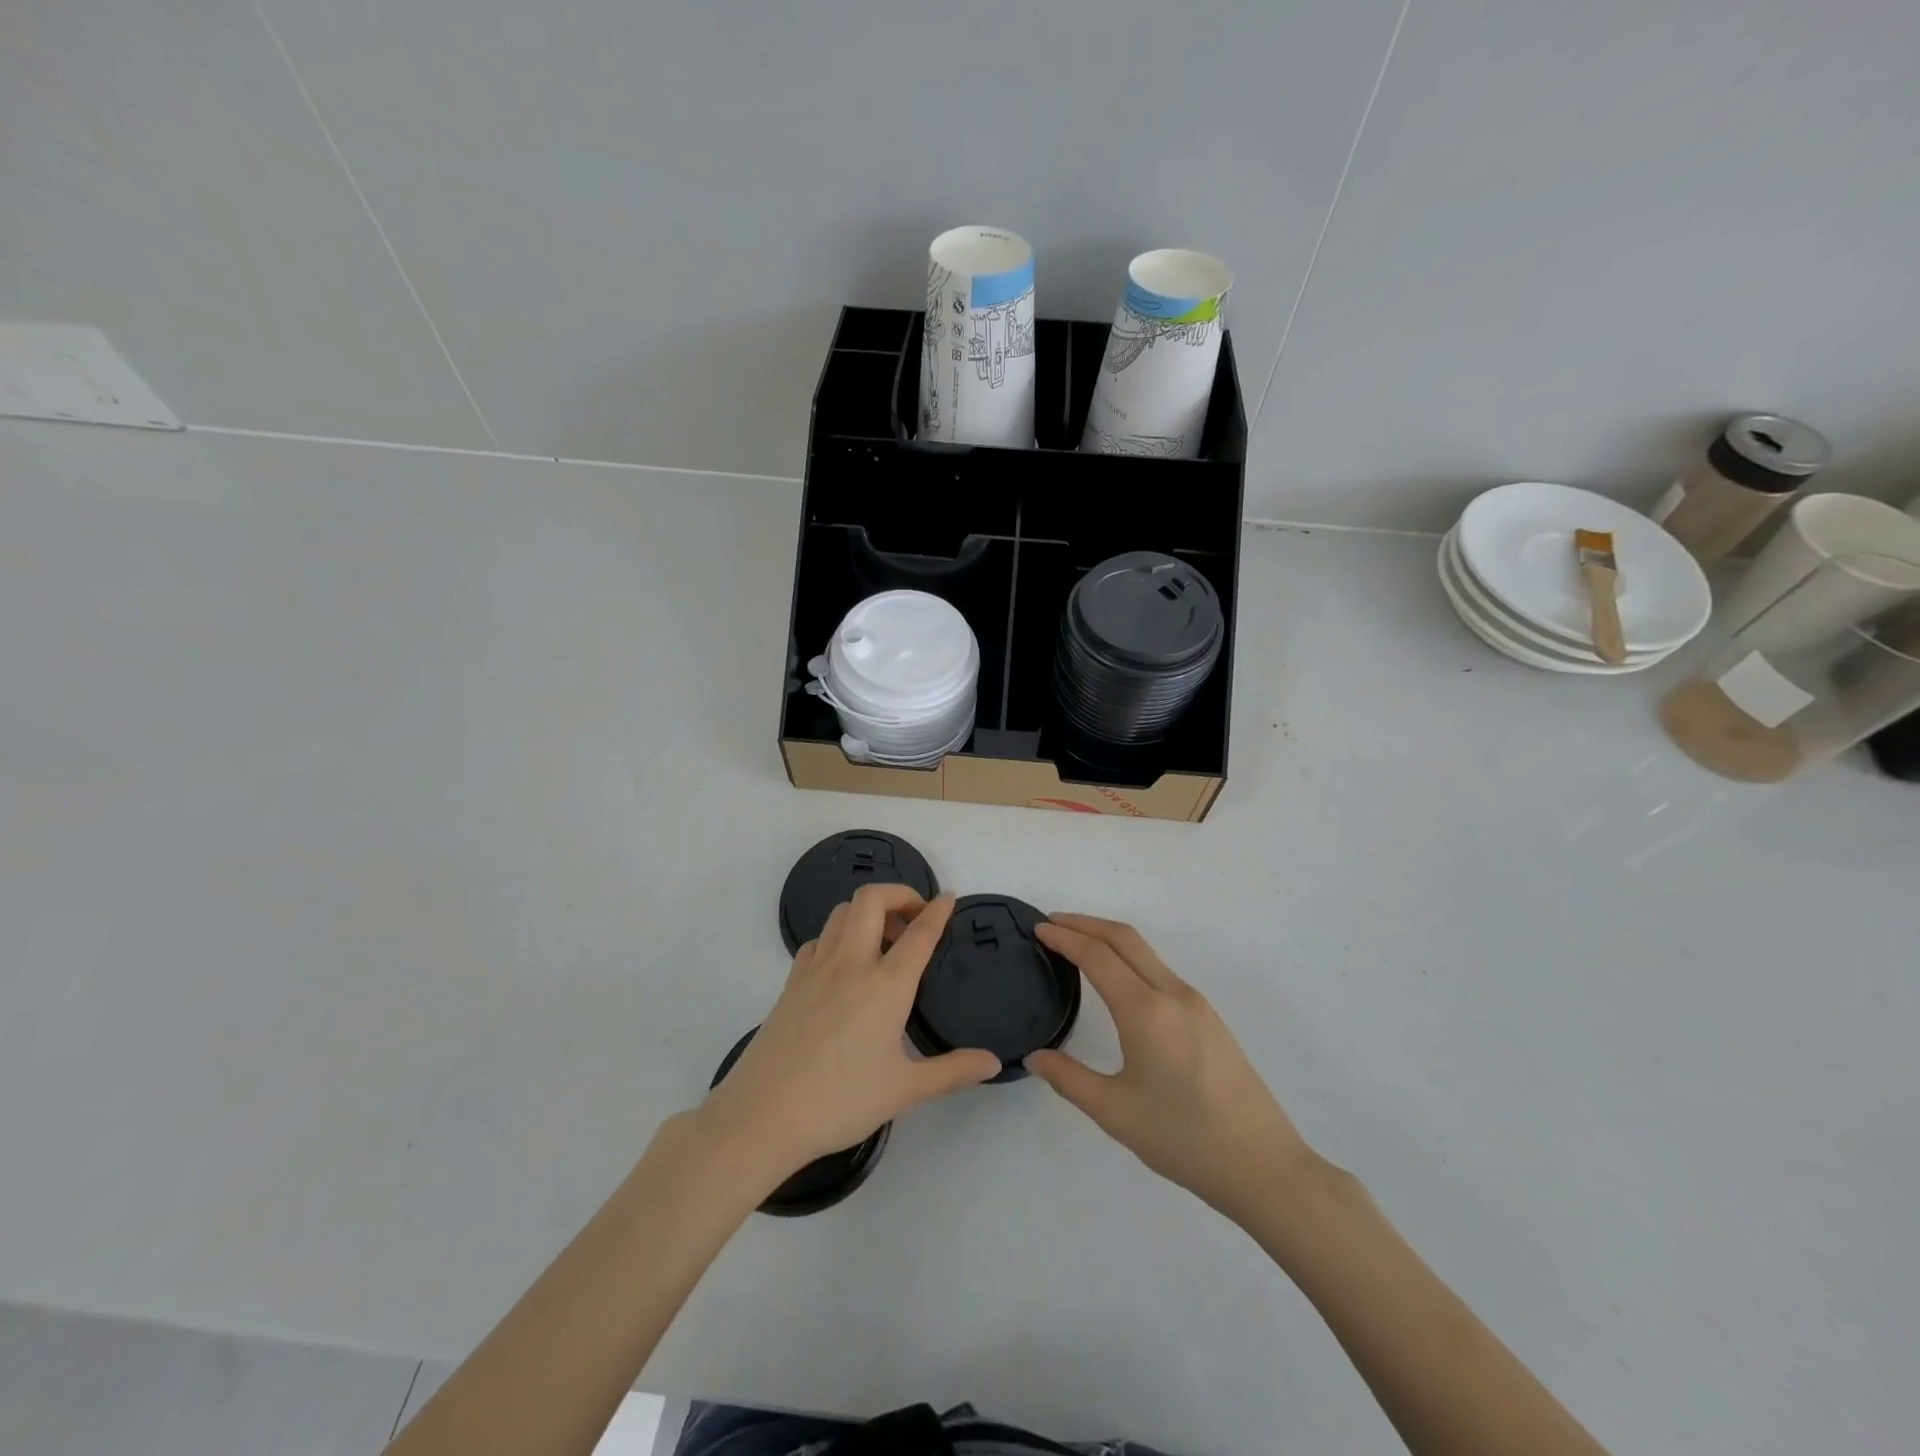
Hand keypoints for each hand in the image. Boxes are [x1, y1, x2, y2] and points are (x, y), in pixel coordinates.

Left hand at [697, 886, 1000, 1183]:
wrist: (764, 1115)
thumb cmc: (841, 1101)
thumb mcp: (905, 1090)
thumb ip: (952, 1071)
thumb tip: (993, 1062)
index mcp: (886, 984)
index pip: (919, 933)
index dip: (937, 910)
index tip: (949, 898)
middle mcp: (851, 963)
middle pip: (872, 899)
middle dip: (899, 894)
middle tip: (914, 916)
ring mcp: (816, 968)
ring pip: (842, 912)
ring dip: (867, 911)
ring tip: (883, 939)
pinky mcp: (791, 982)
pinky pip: (819, 939)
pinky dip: (838, 936)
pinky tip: (844, 965)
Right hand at [1028, 915, 1315, 1222]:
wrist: (1263, 1166)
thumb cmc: (1184, 1139)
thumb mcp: (1115, 1112)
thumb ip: (1069, 1079)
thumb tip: (1036, 1057)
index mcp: (1146, 1010)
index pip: (1097, 956)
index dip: (1065, 937)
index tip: (1038, 928)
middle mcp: (1172, 994)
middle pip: (1124, 938)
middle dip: (1085, 923)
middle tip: (1052, 923)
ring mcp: (1196, 1004)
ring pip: (1145, 953)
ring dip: (1109, 939)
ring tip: (1078, 947)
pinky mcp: (1209, 1019)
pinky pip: (1160, 972)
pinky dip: (1130, 959)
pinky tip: (1118, 982)